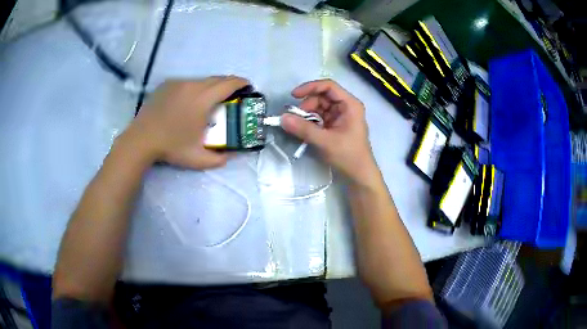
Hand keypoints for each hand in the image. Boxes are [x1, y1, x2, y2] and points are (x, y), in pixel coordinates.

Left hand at [122, 76, 248, 169]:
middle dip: (229, 84)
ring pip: (202, 80)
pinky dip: (195, 88)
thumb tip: (231, 155)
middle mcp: (192, 85)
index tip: (248, 87)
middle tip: (232, 96)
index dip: (242, 83)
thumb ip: (219, 159)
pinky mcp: (167, 84)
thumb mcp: (198, 159)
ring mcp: (178, 83)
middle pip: (217, 78)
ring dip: (211, 87)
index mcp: (203, 99)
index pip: (229, 83)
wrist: (141, 140)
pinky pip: (187, 83)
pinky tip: (190, 102)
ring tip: (210, 100)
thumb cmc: (171, 148)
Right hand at [281, 79, 379, 185]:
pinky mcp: (335, 125)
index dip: (310, 87)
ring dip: (307, 115)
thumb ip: (304, 129)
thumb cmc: (348, 156)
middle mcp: (346, 106)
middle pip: (322, 97)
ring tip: (299, 127)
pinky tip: (305, 131)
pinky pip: (320, 118)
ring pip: (319, 107)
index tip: (293, 96)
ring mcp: (341, 116)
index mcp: (350, 104)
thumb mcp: (325, 141)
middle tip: (295, 119)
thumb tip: (282, 118)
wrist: (359, 175)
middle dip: (307, 105)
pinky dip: (311, 122)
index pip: (328, 86)